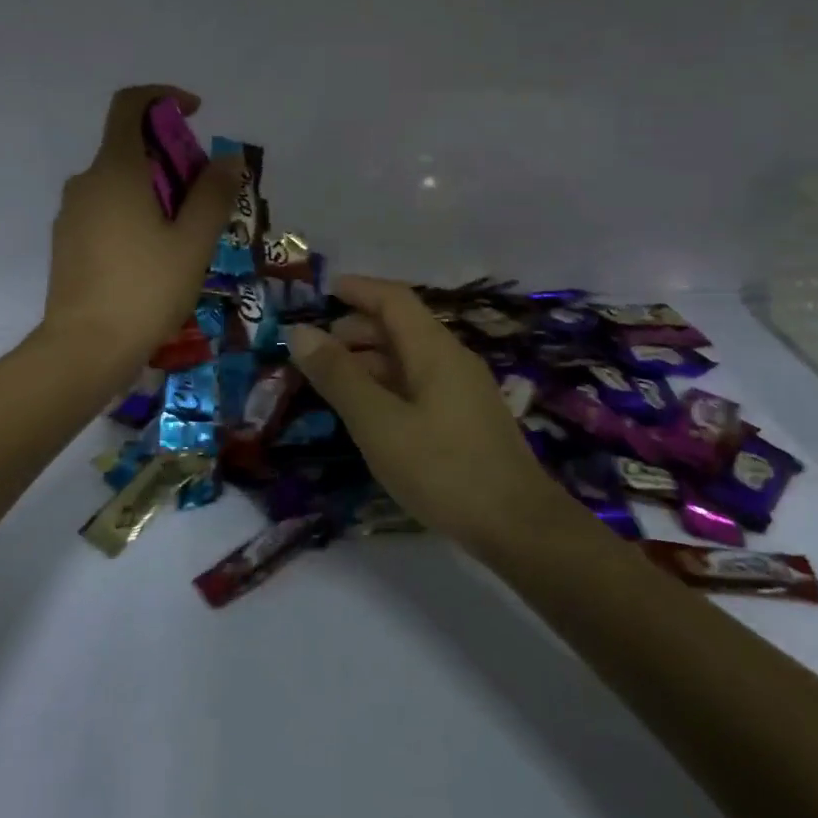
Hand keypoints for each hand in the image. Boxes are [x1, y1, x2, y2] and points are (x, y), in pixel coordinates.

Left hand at [40, 86, 241, 379]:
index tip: (195, 115)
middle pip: (130, 147)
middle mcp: (86, 182)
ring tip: (186, 236)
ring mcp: (71, 213)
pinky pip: (105, 210)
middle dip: (171, 158)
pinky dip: (134, 214)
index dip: (163, 96)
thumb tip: (226, 158)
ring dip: (155, 191)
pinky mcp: (67, 242)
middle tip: (205, 198)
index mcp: (115, 170)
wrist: (85, 349)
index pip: (130, 104)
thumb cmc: (145, 290)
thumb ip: (213, 194)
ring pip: (119, 183)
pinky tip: (155, 258)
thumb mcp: (193, 242)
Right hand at [283, 275, 573, 554]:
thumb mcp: (378, 422)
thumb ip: (338, 376)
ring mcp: (463, 391)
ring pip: (409, 359)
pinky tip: (369, 413)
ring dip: (370, 360)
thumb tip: (299, 331)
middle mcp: (452, 360)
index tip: (322, 292)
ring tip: (333, 381)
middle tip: (316, 348)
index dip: (358, 289)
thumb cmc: (443, 469)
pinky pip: (419, 385)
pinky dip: (387, 385)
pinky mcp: (466, 420)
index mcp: (434, 349)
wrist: (518, 527)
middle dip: (357, 328)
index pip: (394, 299)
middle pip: (401, 327)